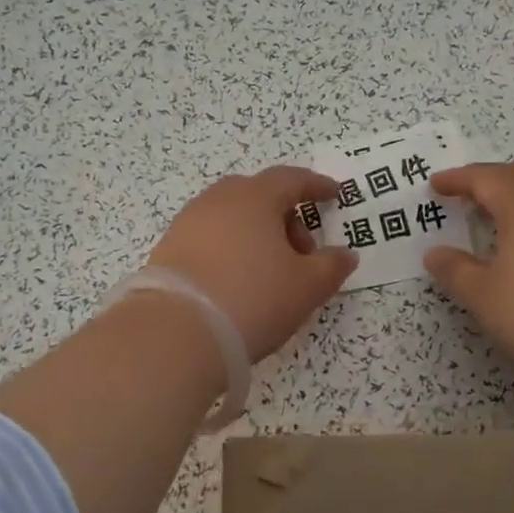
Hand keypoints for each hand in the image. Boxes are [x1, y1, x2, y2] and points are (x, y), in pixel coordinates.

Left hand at [146, 167, 358, 359]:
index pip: (291, 179)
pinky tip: (237, 282)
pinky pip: (210, 239)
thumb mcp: (307, 286)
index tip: (333, 195)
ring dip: (257, 235)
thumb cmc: (252, 298)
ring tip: (271, 272)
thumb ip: (331, 266)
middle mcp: (217, 200)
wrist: (176, 333)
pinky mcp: (168, 250)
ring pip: (232, 218)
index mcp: (254, 197)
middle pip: (259, 196)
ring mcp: (188, 223)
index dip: (316, 186)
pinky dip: (231, 250)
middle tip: (303, 251)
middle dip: (286, 217)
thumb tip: (344, 254)